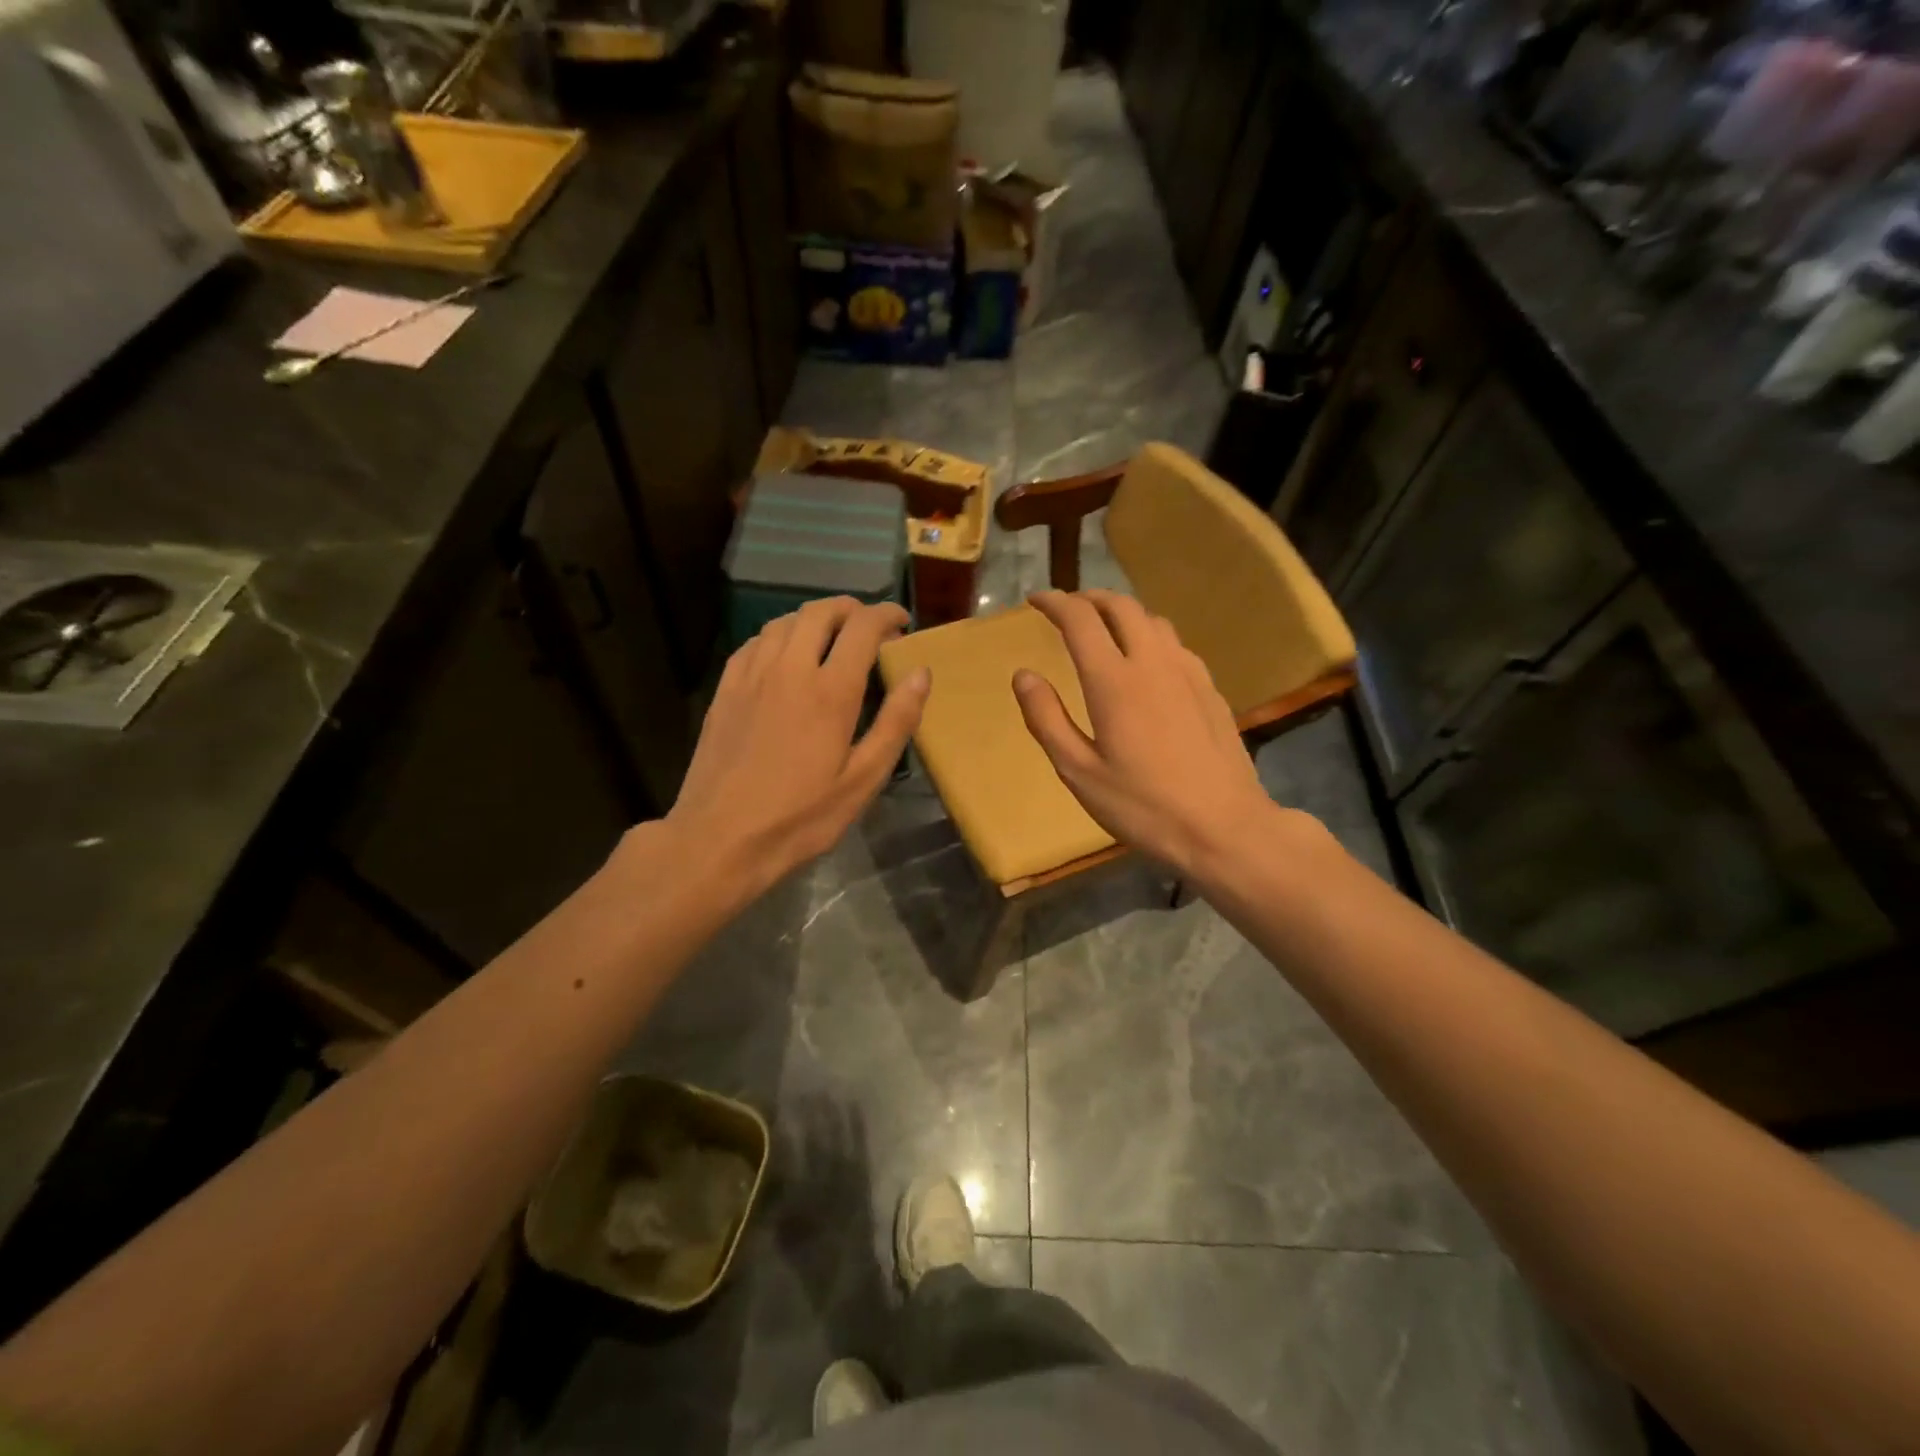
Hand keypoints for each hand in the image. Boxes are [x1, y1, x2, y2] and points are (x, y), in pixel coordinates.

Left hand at [666, 598, 929, 899]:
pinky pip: (755, 641)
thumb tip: (920, 674)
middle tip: (869, 627)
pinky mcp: (725, 689)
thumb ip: (896, 723)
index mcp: (830, 691)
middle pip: (821, 612)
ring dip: (815, 619)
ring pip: (785, 621)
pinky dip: (780, 636)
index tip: (902, 623)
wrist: (719, 839)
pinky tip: (786, 656)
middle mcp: (789, 669)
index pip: (863, 627)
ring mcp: (751, 675)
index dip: (887, 615)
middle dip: (851, 609)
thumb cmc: (800, 818)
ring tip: (831, 638)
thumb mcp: (862, 781)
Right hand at [1013, 589, 1276, 876]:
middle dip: (1089, 598)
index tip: (1036, 600)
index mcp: (1114, 681)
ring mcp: (1188, 673)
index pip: (1080, 619)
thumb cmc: (1143, 806)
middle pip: (1121, 606)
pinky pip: (1175, 644)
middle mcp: (1153, 663)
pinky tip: (1146, 662)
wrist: (1224, 828)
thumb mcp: (1079, 771)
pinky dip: (1149, 636)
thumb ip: (1047, 718)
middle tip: (1067, 608)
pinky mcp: (1210, 689)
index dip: (1055, 602)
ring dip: (1122, 613)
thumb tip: (1023, 675)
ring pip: (1152, 620)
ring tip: (1103, 629)